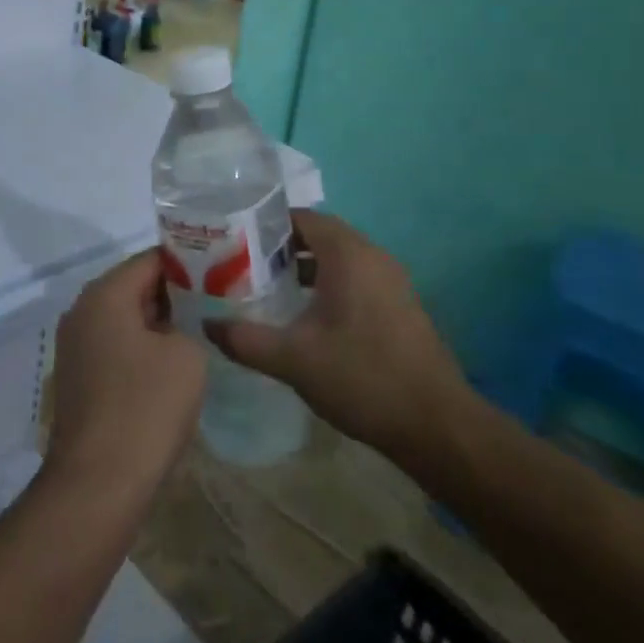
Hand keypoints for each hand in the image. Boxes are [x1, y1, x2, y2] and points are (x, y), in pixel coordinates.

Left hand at [47, 249, 205, 500]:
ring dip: (159, 325)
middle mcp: (81, 312)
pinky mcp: (78, 380)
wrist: (98, 485)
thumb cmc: (145, 408)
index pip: (151, 260)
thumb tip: (177, 327)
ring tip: (200, 334)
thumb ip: (188, 324)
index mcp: (104, 295)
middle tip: (215, 304)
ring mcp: (75, 348)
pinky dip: (142, 350)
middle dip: (174, 294)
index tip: (220, 274)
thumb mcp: (186, 355)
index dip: (188, 264)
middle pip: (134, 287)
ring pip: (125, 320)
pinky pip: (115, 348)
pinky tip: (172, 368)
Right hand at [205, 210, 476, 464]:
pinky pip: (355, 278)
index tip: (235, 240)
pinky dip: (328, 284)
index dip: (266, 225)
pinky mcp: (399, 305)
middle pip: (320, 235)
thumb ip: (245, 339)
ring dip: (304, 267)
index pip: (302, 217)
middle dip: (281, 246)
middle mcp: (372, 256)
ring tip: (267, 288)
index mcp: (348, 254)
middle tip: (243, 264)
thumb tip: (207, 326)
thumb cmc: (362, 378)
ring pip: (339, 258)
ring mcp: (391, 281)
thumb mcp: (293, 359)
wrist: (436, 425)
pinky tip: (306, 317)